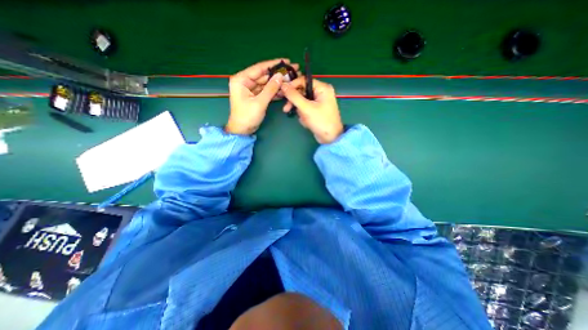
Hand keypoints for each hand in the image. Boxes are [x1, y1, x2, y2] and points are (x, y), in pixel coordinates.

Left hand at [227, 59, 300, 133]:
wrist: (242, 130)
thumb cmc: (247, 117)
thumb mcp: (259, 102)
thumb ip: (270, 89)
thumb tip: (280, 76)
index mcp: (241, 80)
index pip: (259, 68)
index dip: (273, 64)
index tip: (286, 61)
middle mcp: (245, 82)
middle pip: (264, 75)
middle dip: (277, 74)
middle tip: (291, 71)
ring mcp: (250, 89)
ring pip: (266, 83)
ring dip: (277, 83)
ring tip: (290, 80)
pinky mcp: (255, 96)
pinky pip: (266, 91)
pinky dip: (274, 91)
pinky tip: (284, 90)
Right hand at [280, 77, 345, 143]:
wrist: (331, 138)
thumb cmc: (321, 121)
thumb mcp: (306, 108)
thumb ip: (294, 96)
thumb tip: (283, 85)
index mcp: (322, 88)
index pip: (303, 81)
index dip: (292, 86)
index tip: (282, 93)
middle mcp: (321, 92)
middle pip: (302, 91)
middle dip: (295, 102)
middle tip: (286, 109)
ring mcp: (319, 102)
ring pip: (303, 101)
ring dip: (300, 111)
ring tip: (303, 119)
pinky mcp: (317, 110)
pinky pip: (306, 108)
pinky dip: (304, 115)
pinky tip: (306, 122)